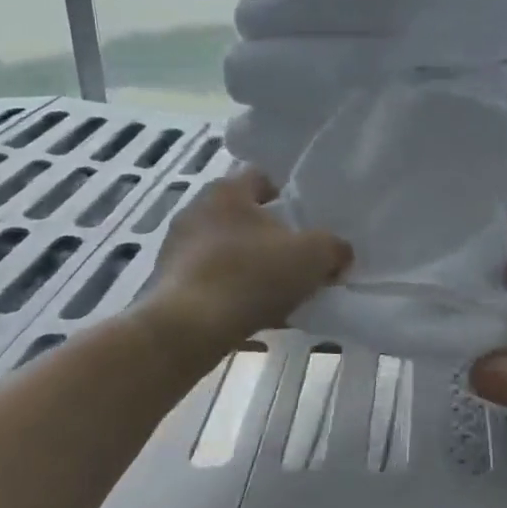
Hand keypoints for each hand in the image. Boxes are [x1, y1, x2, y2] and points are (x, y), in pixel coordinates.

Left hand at [144, 169, 350, 367]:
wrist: (188, 328)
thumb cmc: (251, 276)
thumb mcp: (313, 257)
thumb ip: (334, 248)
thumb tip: (340, 253)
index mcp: (228, 191)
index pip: (262, 178)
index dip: (287, 195)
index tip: (305, 220)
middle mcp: (197, 209)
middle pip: (242, 215)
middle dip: (267, 234)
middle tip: (294, 257)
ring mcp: (176, 246)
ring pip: (224, 248)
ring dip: (247, 264)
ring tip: (273, 293)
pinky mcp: (166, 282)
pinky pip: (208, 279)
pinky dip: (228, 291)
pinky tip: (248, 315)